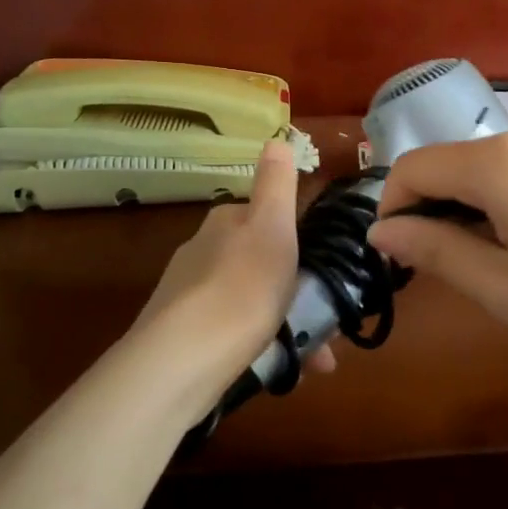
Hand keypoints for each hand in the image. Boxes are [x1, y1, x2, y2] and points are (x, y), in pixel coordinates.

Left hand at [123, 141, 334, 423]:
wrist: (184, 360)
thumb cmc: (243, 286)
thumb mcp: (272, 226)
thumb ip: (276, 184)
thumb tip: (275, 138)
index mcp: (225, 223)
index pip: (264, 219)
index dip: (296, 242)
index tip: (322, 269)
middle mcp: (201, 252)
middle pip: (259, 262)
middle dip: (293, 289)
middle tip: (325, 321)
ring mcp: (188, 296)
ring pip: (249, 301)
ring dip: (283, 323)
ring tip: (315, 358)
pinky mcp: (182, 336)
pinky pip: (233, 333)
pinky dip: (261, 345)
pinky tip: (282, 370)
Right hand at [366, 129, 507, 390]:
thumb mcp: (502, 289)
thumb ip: (435, 250)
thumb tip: (381, 230)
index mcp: (500, 162)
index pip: (415, 166)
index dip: (392, 208)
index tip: (395, 256)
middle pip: (452, 161)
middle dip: (429, 207)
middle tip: (436, 267)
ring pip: (489, 166)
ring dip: (467, 205)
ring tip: (483, 262)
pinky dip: (504, 199)